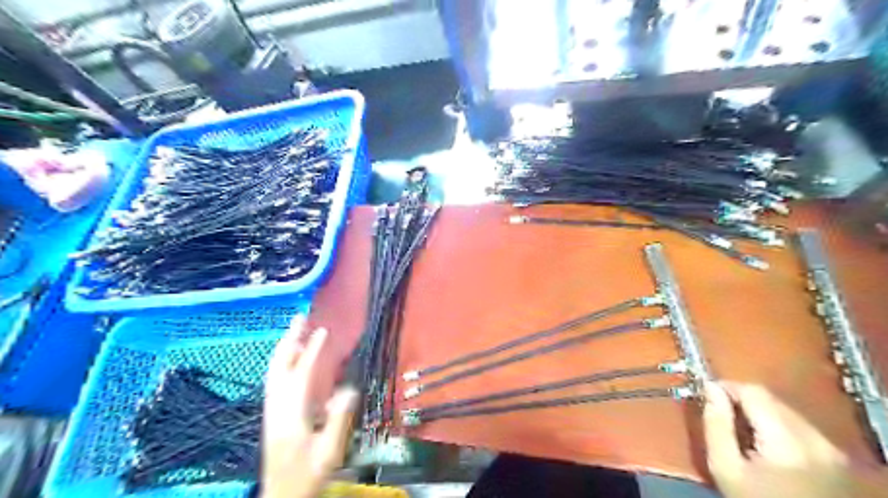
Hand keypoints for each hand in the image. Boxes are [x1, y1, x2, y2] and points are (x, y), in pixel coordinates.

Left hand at [260, 317, 357, 497]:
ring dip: (284, 348)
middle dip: (290, 340)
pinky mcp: (272, 415)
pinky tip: (289, 359)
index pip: (301, 374)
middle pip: (279, 367)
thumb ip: (338, 420)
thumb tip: (348, 389)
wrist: (280, 496)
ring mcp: (272, 410)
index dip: (312, 351)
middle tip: (299, 318)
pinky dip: (281, 362)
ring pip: (273, 372)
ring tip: (295, 331)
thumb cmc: (307, 475)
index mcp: (292, 415)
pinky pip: (275, 380)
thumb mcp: (328, 452)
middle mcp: (277, 407)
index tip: (323, 330)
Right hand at [700, 383, 853, 496]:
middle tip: (722, 414)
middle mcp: (816, 439)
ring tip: (743, 432)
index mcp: (787, 442)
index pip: (754, 392)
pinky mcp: (835, 457)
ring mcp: (831, 449)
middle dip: (743, 401)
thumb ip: (716, 424)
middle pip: (771, 400)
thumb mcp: (724, 467)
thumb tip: (710, 388)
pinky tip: (766, 444)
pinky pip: (799, 426)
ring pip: (786, 410)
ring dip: (761, 413)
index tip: (709, 394)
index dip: (728, 387)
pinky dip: (778, 426)